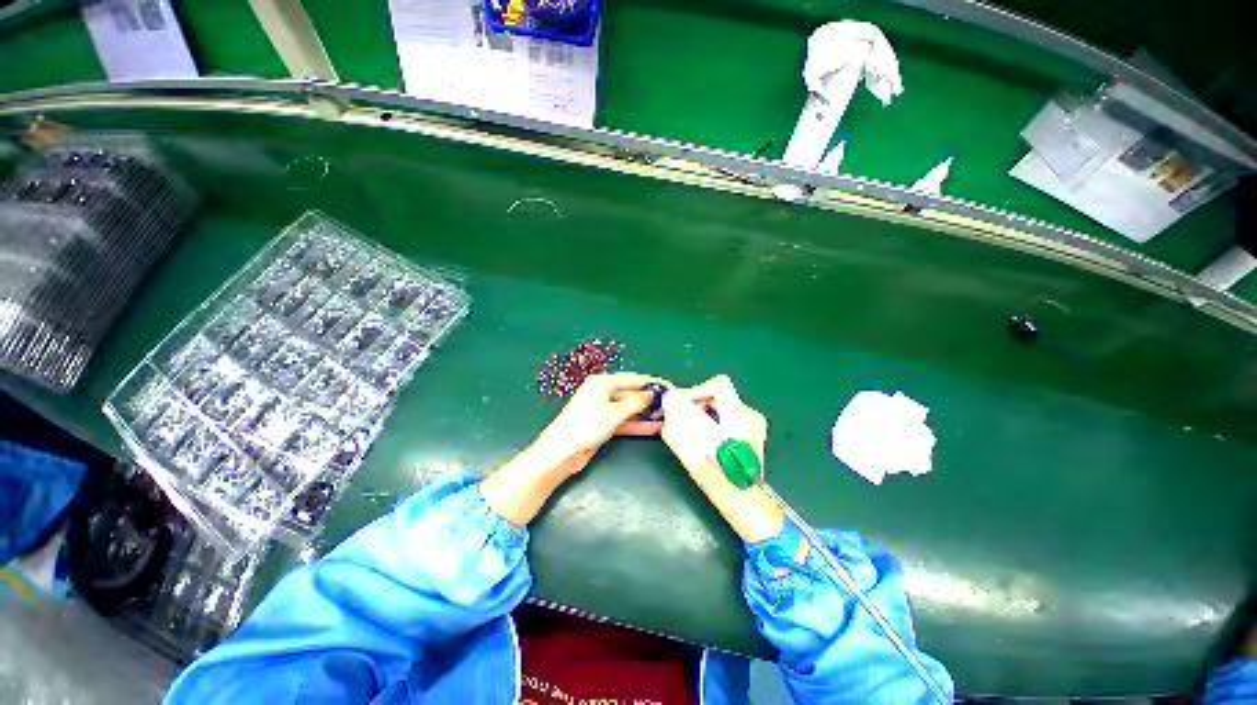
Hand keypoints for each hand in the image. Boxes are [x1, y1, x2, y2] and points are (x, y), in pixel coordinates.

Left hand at [482, 372, 663, 525]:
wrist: (560, 454)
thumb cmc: (586, 426)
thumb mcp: (614, 413)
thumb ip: (635, 402)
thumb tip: (652, 394)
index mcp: (602, 382)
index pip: (632, 379)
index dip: (651, 383)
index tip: (669, 386)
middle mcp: (602, 393)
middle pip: (631, 394)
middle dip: (649, 399)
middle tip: (671, 404)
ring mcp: (602, 410)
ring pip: (629, 409)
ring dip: (645, 413)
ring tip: (667, 416)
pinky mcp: (603, 425)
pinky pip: (624, 421)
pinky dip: (636, 424)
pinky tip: (654, 428)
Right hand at [662, 375, 782, 543]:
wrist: (749, 507)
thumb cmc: (723, 485)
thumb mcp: (694, 459)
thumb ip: (677, 432)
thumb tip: (667, 407)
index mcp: (740, 418)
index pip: (719, 385)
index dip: (696, 390)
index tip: (681, 406)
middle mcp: (750, 415)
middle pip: (718, 394)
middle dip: (696, 403)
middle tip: (679, 418)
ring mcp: (753, 423)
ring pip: (721, 404)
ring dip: (702, 412)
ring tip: (689, 430)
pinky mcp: (751, 431)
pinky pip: (726, 414)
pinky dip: (711, 419)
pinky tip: (703, 436)